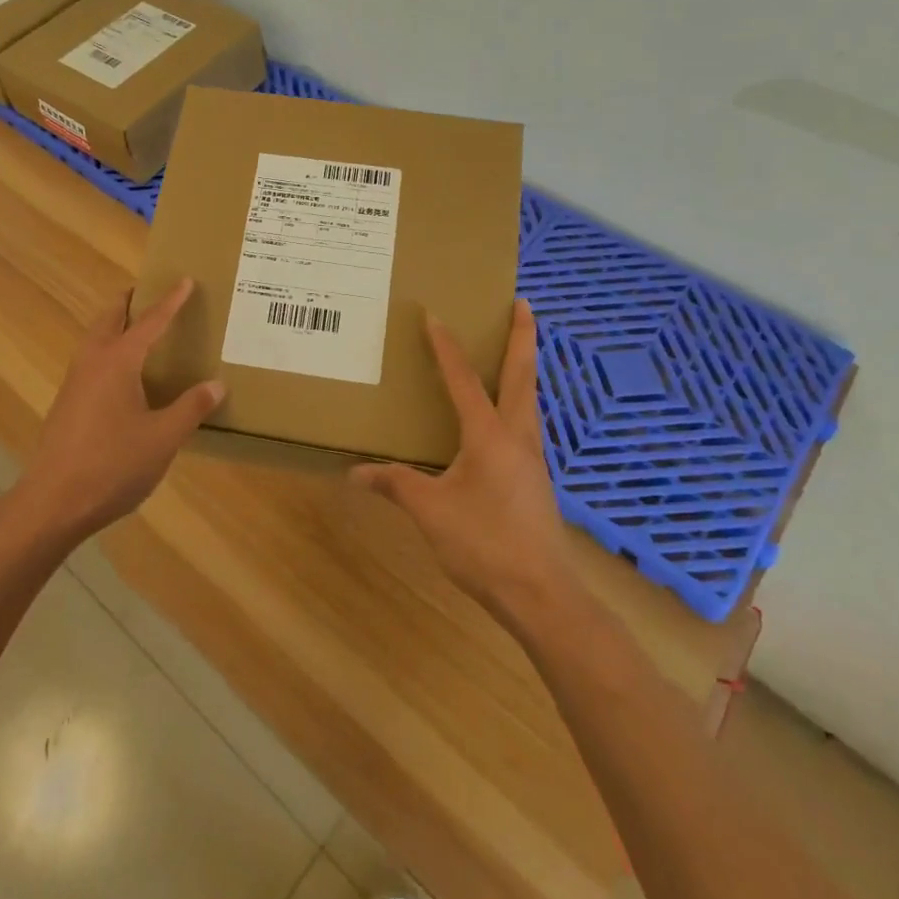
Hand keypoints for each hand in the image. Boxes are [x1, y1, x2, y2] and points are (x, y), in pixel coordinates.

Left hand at [20, 279, 225, 539]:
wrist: (52, 502)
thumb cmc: (112, 465)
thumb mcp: (163, 438)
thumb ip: (191, 408)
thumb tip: (216, 384)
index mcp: (118, 361)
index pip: (150, 321)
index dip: (170, 301)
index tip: (184, 279)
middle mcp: (92, 362)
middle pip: (109, 318)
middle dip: (129, 302)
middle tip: (150, 293)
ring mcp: (75, 383)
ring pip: (95, 338)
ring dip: (115, 325)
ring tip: (138, 328)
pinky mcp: (67, 404)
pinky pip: (91, 360)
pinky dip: (108, 349)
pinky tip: (123, 376)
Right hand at [351, 299, 575, 621]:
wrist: (542, 595)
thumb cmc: (484, 545)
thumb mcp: (430, 511)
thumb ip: (395, 485)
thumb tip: (355, 472)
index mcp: (489, 435)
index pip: (464, 380)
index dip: (447, 347)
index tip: (436, 315)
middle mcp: (517, 436)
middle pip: (522, 375)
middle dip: (522, 337)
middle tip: (522, 303)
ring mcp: (532, 459)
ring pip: (530, 399)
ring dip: (524, 368)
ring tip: (515, 350)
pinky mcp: (536, 480)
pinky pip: (527, 425)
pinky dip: (519, 402)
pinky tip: (507, 418)